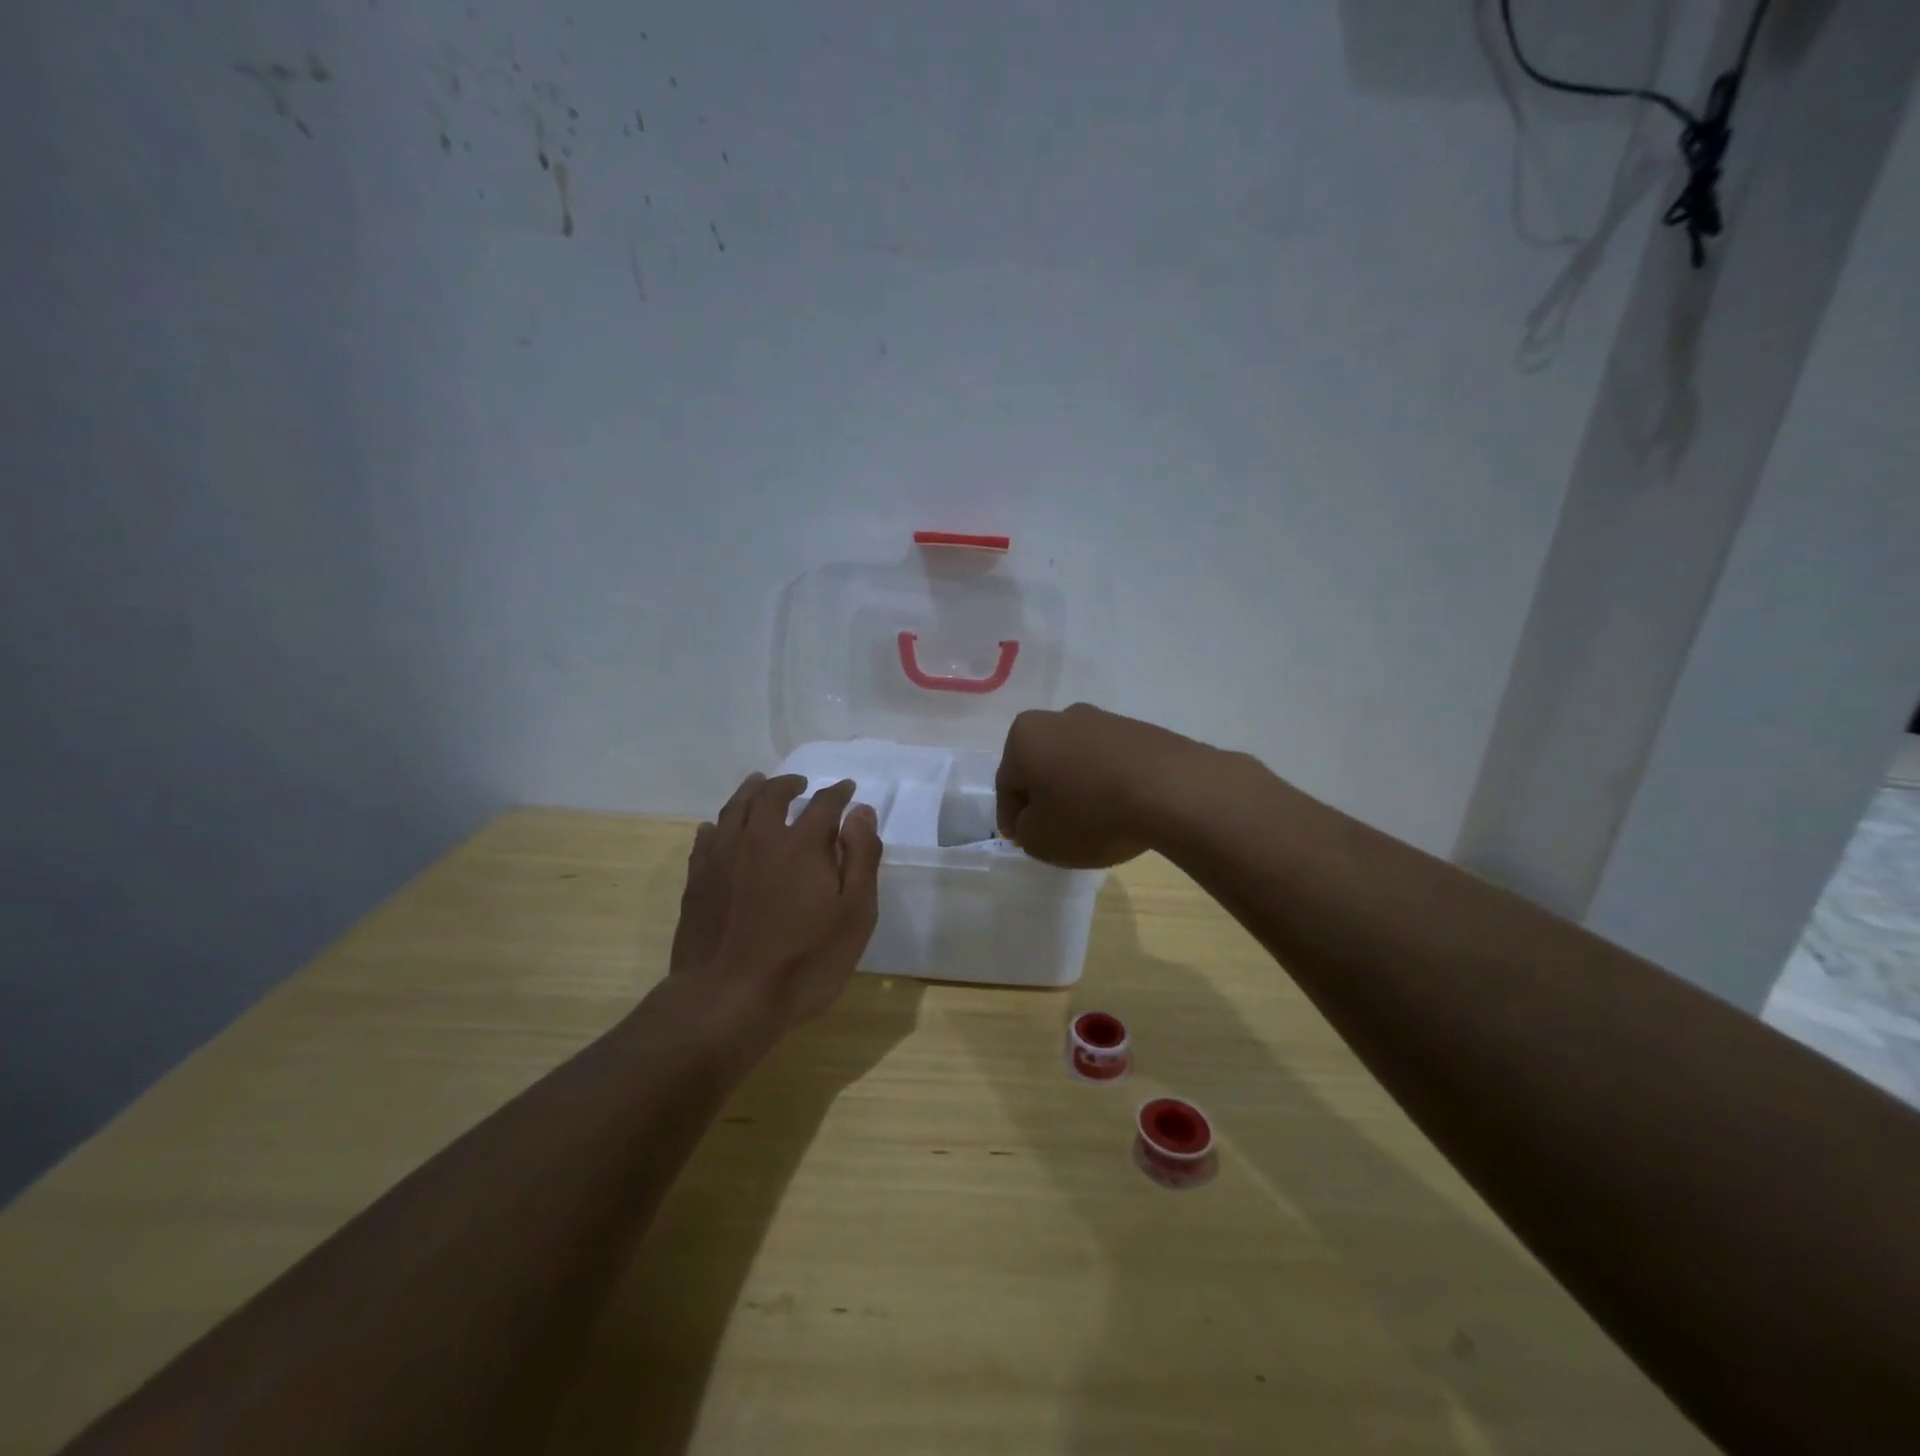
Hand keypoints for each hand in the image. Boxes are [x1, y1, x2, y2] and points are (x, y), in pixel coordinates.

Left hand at [670, 772, 882, 1030]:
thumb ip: (861, 857)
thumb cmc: (803, 962)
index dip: (838, 793)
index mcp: (802, 844)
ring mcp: (722, 857)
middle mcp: (760, 838)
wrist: (727, 1000)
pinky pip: (707, 837)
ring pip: (736, 807)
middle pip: (772, 795)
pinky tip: (720, 828)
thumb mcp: (854, 914)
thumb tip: (861, 811)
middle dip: (790, 784)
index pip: (824, 803)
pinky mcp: (697, 879)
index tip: (847, 789)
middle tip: (800, 783)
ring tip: (760, 785)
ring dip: (752, 791)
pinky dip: (719, 824)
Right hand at [995, 703, 1207, 868]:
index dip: (1012, 817)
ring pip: (1077, 761)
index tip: (1022, 840)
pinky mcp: (1140, 730)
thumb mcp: (1040, 840)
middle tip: (1054, 830)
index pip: (1007, 784)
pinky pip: (1111, 762)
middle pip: (1041, 765)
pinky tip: (1122, 810)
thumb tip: (1034, 820)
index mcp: (1024, 737)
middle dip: (1044, 796)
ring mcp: (1103, 719)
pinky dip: (1109, 784)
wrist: (1172, 790)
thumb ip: (1025, 830)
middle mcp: (1059, 718)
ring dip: (1078, 788)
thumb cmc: (1090, 814)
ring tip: (1094, 822)